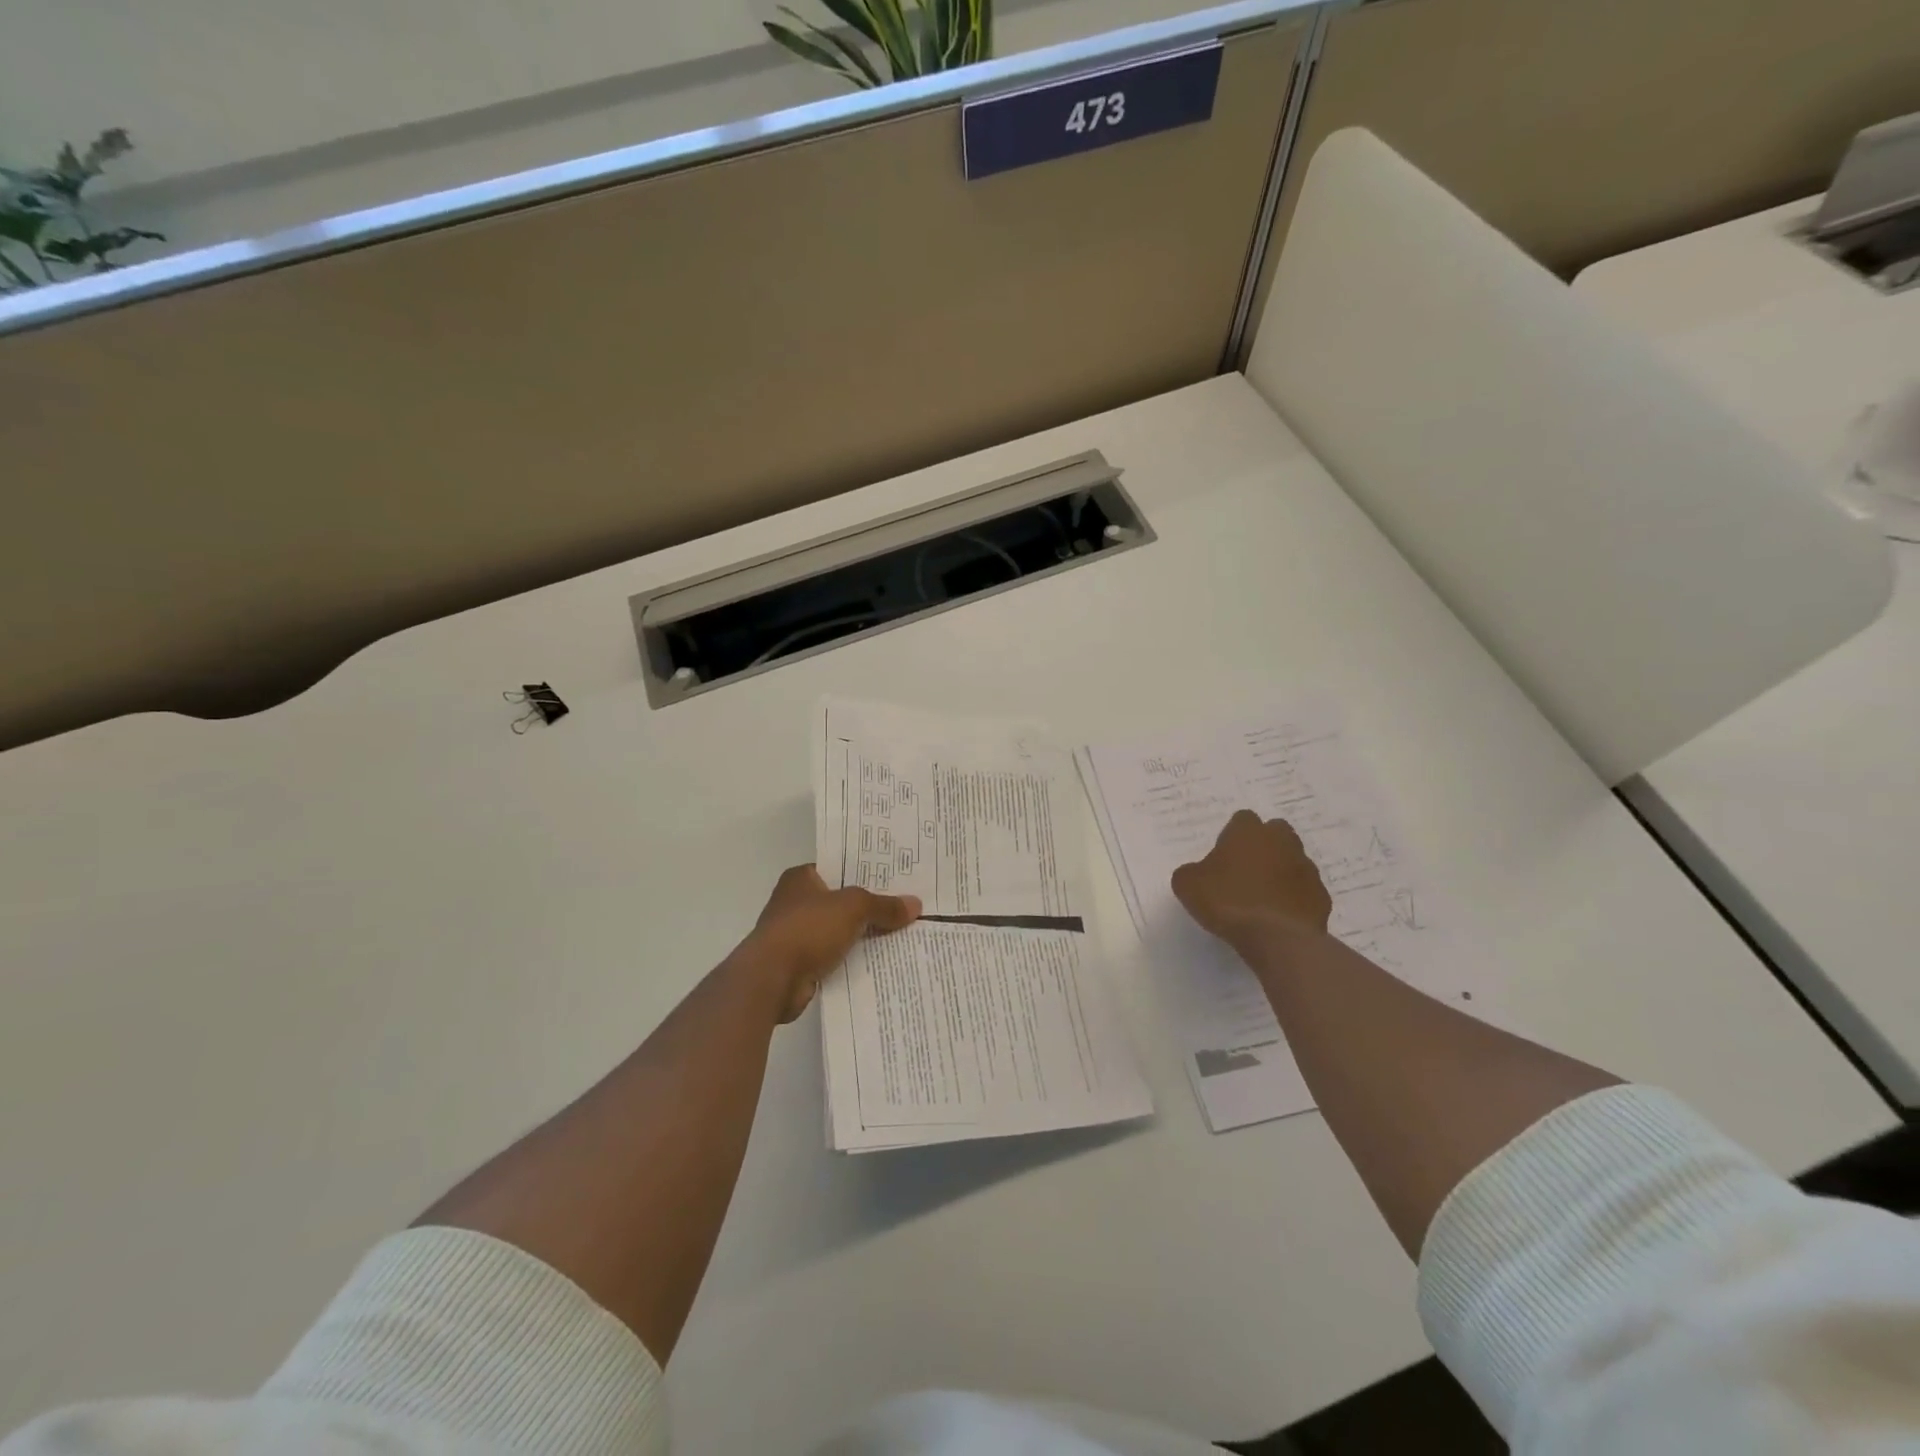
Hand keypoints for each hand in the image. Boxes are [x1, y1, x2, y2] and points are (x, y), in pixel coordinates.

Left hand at [738, 865, 921, 1021]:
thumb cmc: (807, 929)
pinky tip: (881, 962)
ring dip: (863, 936)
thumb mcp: (853, 908)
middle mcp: (796, 902)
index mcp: (801, 878)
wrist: (771, 979)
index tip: (896, 878)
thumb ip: (883, 905)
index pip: (839, 868)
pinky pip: (835, 957)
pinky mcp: (800, 964)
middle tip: (906, 906)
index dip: (866, 872)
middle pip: (842, 901)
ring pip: (840, 931)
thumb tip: (915, 905)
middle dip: (870, 906)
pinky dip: (853, 960)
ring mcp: (796, 935)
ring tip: (902, 934)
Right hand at [1171, 811, 1332, 954]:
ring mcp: (1306, 868)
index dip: (1232, 836)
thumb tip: (1198, 874)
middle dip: (1263, 846)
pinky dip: (1294, 899)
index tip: (1223, 857)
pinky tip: (1279, 917)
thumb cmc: (1228, 902)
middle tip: (1245, 871)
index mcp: (1248, 832)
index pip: (1242, 819)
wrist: (1276, 938)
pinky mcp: (1322, 896)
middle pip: (1275, 833)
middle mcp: (1282, 842)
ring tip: (1263, 898)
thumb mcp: (1188, 885)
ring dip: (1281, 872)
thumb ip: (1192, 872)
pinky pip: (1305, 891)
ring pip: (1293, 861)